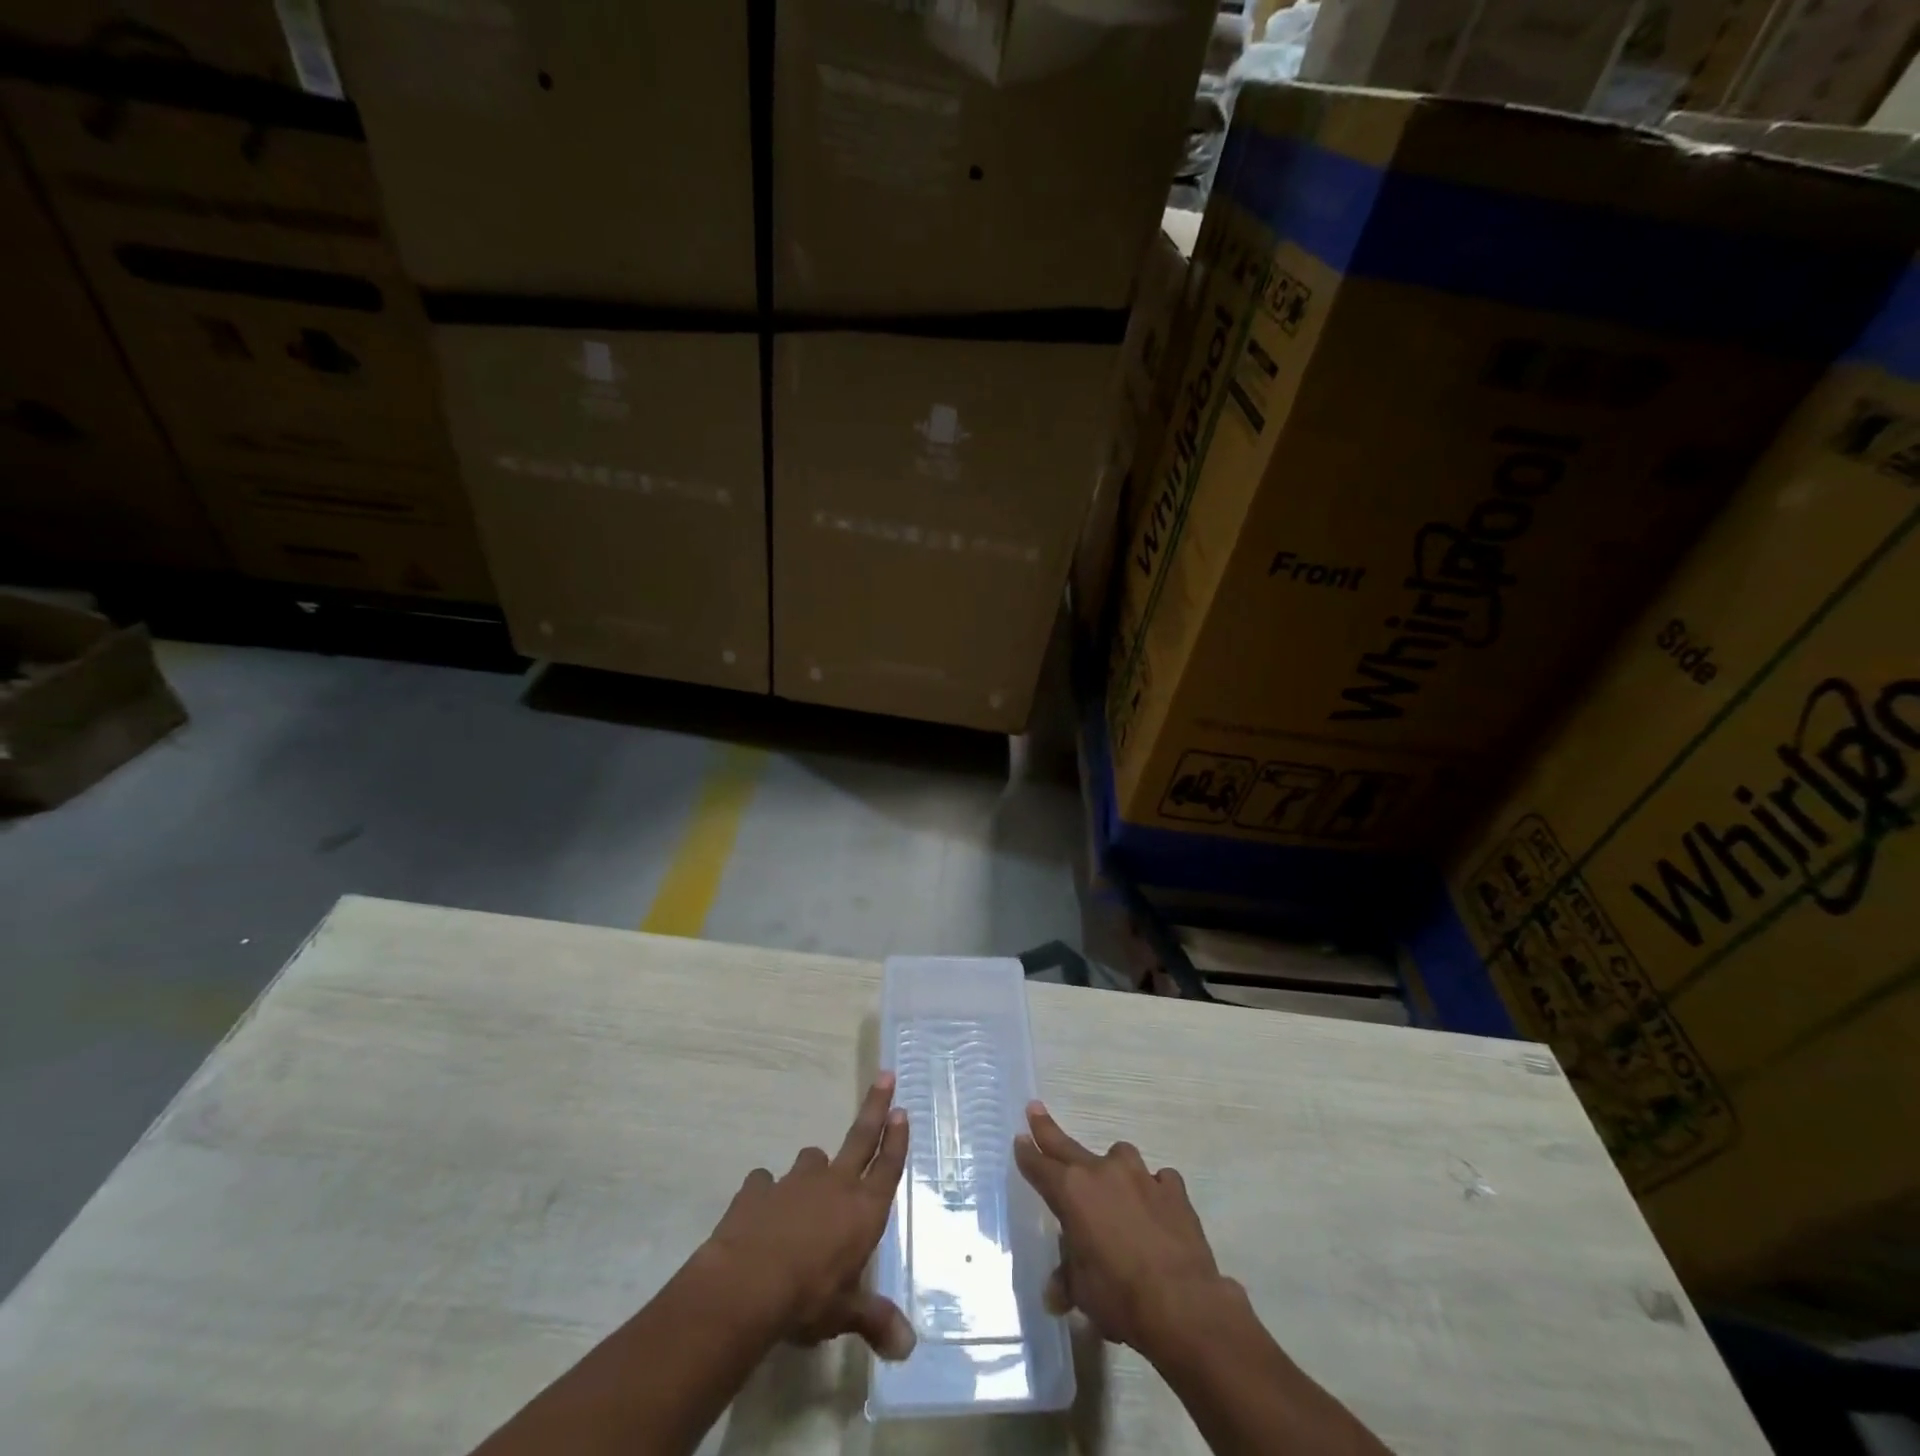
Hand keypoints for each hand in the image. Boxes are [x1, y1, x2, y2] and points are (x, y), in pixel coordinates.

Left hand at [704, 1073, 914, 1359]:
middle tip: (885, 1075)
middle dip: (875, 1106)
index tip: (902, 1110)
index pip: (887, 1167)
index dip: (896, 1139)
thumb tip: (908, 1348)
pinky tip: (760, 1208)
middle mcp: (834, 1185)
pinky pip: (766, 1182)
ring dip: (813, 1171)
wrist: (746, 1285)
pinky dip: (766, 1192)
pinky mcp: (759, 1188)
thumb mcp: (844, 1313)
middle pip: (861, 1137)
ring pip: (811, 1160)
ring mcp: (795, 1181)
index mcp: (862, 1210)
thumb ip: (875, 1320)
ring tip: (807, 1191)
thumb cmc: (807, 1298)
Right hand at [1014, 1101, 1229, 1356]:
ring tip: (1117, 1191)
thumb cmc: (1119, 1297)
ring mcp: (1141, 1176)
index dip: (1027, 1153)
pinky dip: (1154, 1191)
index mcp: (1072, 1192)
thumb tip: (1055, 1293)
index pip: (1040, 1166)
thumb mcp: (1083, 1293)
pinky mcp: (1173, 1189)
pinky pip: (1159, 1180)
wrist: (1183, 1305)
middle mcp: (1103, 1172)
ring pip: (1120, 1157)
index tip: (1020, 1138)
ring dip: (1114, 1170)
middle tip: (1035, 1109)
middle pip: (1068, 1146)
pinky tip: (1158, 1210)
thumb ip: (1068, 1280)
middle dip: (1048, 1129)